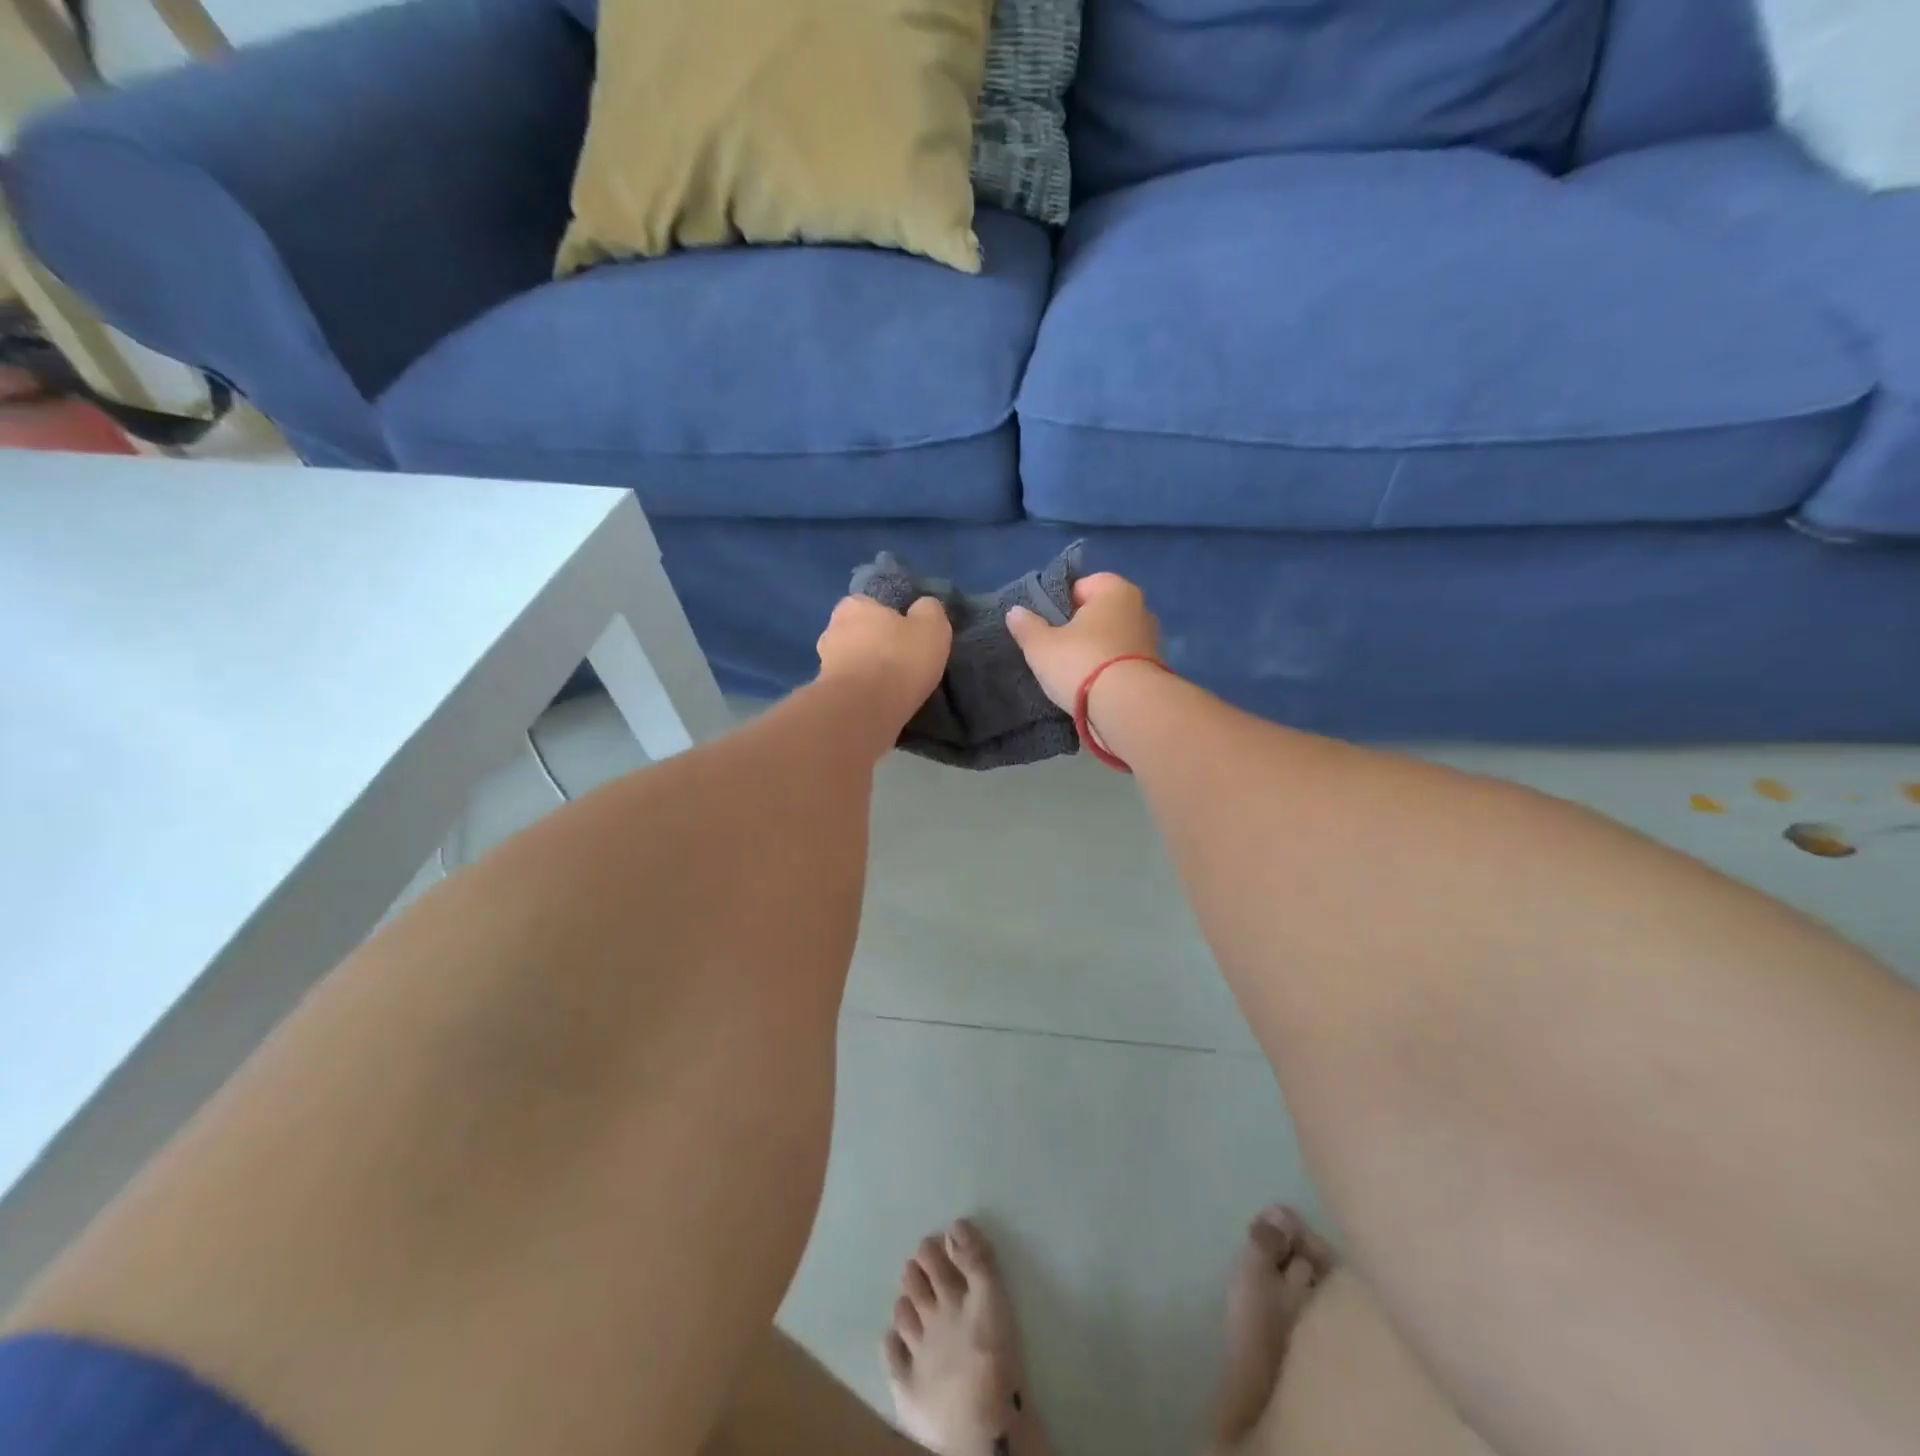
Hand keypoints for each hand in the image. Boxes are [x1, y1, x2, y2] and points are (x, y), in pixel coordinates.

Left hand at [815, 595, 952, 735]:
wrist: (864, 711)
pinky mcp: (824, 694)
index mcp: (854, 605)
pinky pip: (849, 688)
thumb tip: (923, 608)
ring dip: (867, 672)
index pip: (873, 605)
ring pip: (852, 662)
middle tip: (902, 663)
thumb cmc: (898, 660)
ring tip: (892, 688)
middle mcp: (831, 629)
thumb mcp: (932, 627)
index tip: (909, 637)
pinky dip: (862, 693)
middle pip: (859, 633)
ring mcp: (823, 663)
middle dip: (876, 645)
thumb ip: (929, 610)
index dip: (892, 620)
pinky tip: (879, 704)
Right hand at [1005, 572, 1160, 712]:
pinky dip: (1109, 671)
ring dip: (1096, 651)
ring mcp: (1152, 640)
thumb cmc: (1081, 662)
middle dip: (1081, 628)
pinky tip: (1092, 688)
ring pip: (1113, 639)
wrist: (1127, 708)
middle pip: (1100, 613)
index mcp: (1115, 589)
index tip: (1047, 625)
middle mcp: (1140, 608)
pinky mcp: (1155, 669)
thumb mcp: (1041, 646)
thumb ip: (1026, 626)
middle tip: (1056, 649)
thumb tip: (1015, 612)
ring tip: (1073, 673)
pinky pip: (1123, 663)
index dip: (1061, 603)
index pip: (1082, 585)